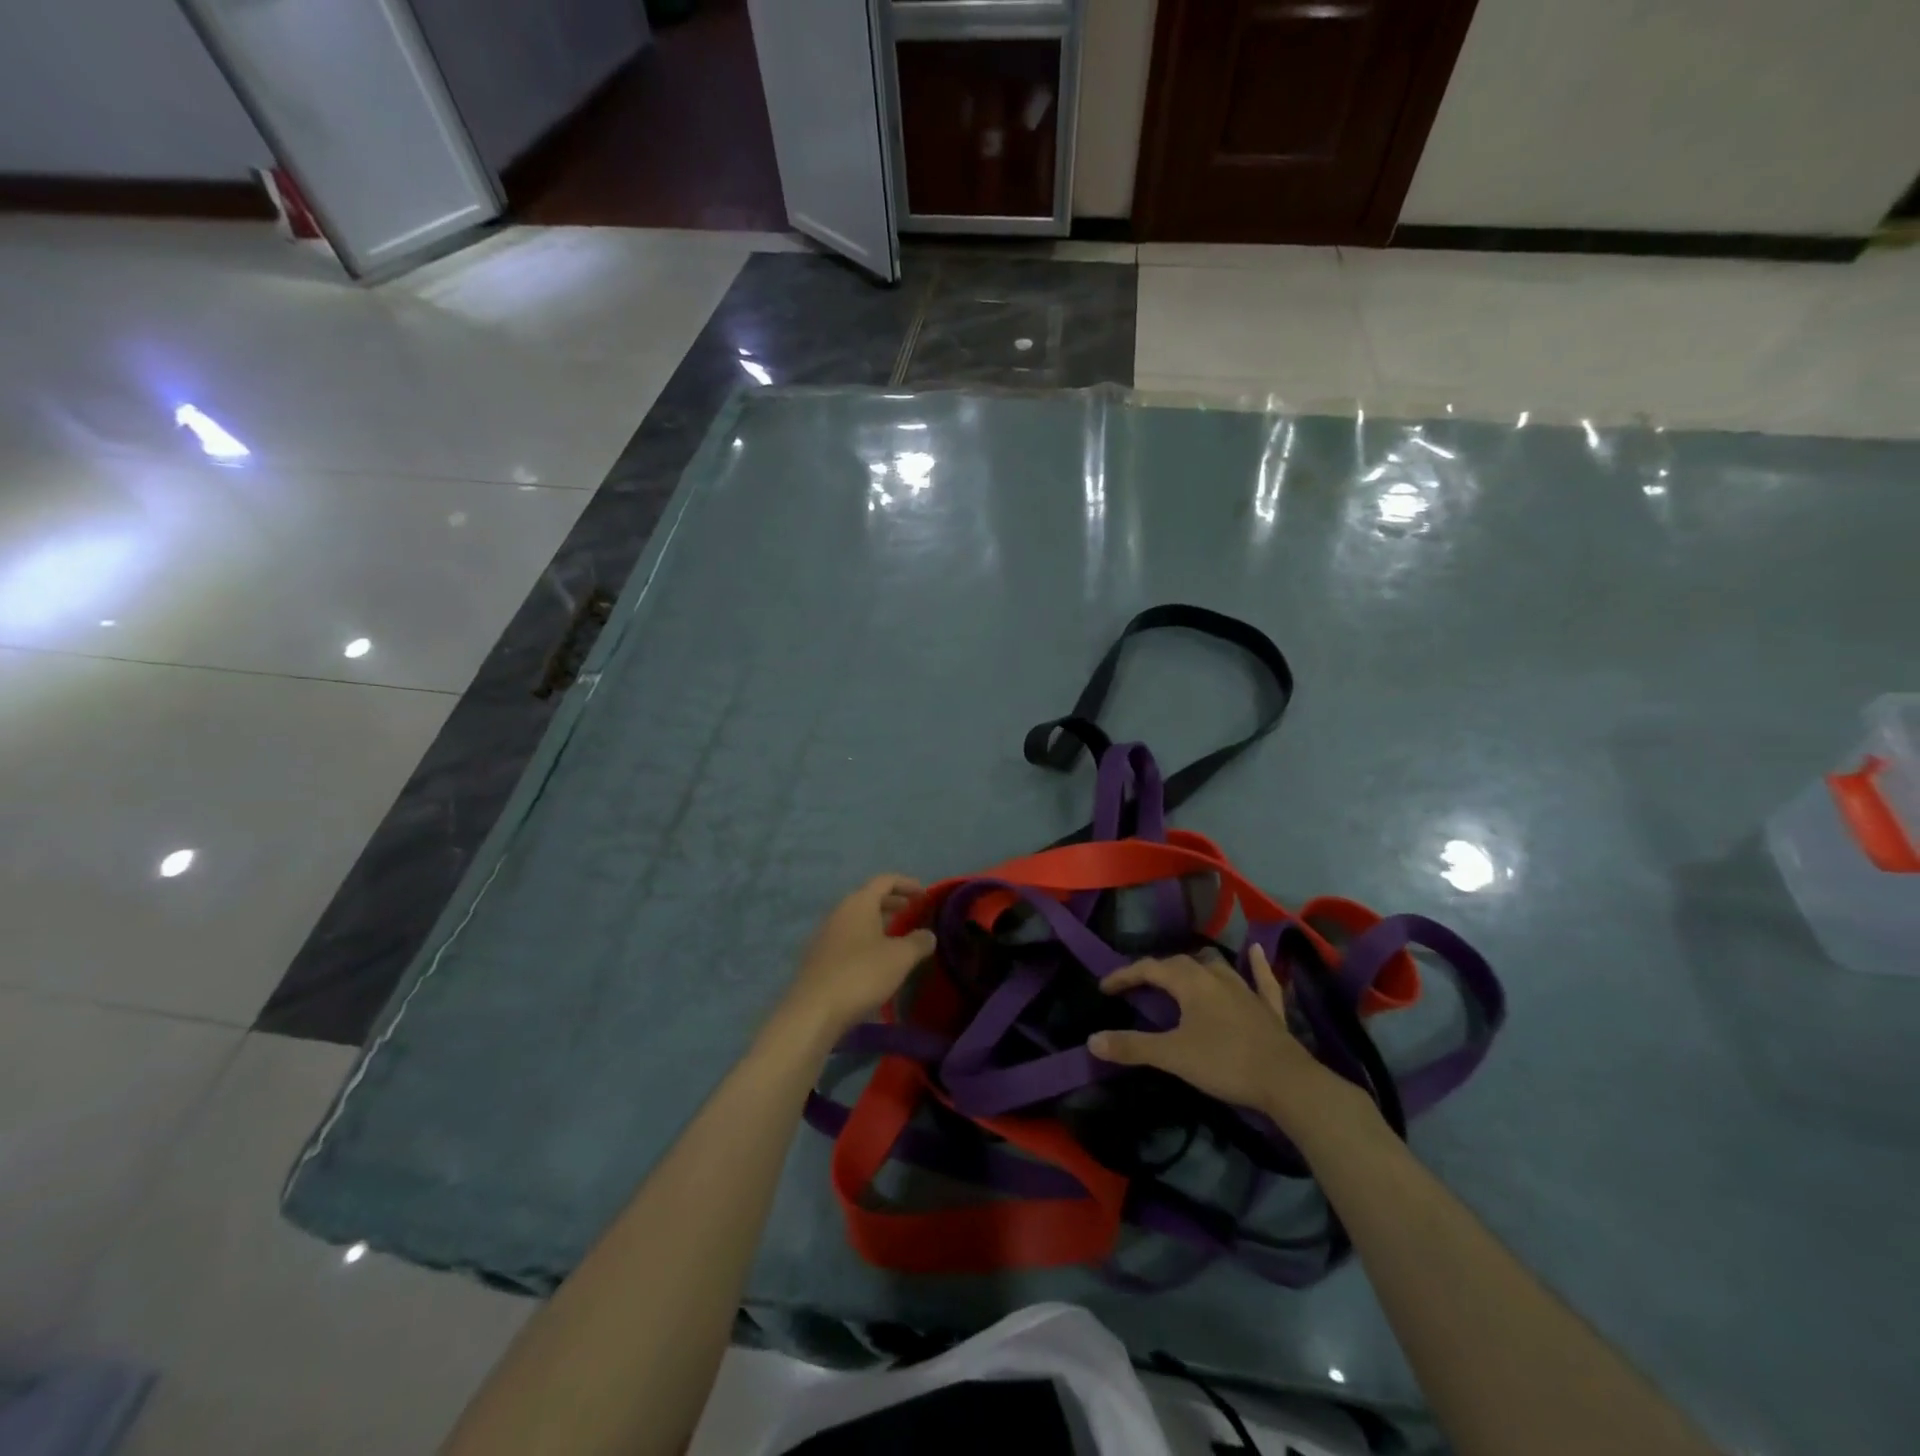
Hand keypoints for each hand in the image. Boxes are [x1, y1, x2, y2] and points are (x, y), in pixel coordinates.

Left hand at [779, 875, 935, 1044]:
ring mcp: (826, 934)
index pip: (885, 881)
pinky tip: (875, 959)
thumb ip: (918, 941)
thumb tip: (928, 935)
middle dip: (893, 902)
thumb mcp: (900, 957)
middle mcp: (840, 912)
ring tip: (897, 936)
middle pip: (869, 898)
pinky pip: (848, 937)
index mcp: (859, 903)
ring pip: (857, 919)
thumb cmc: (861, 974)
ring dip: (878, 922)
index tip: (924, 894)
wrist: (814, 1010)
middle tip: (913, 912)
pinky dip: (865, 939)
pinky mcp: (819, 956)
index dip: (907, 884)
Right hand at [1089, 945, 1368, 1131]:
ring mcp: (1246, 989)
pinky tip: (1255, 952)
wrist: (1287, 1082)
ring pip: (1216, 965)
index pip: (1149, 968)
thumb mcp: (1172, 1056)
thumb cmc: (1225, 1063)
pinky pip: (1261, 978)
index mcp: (1191, 982)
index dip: (1124, 975)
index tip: (1104, 988)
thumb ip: (1132, 1046)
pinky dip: (1255, 965)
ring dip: (1196, 965)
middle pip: (1180, 963)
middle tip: (1138, 986)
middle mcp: (1217, 976)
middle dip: (1156, 971)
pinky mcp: (1268, 1007)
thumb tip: (1092, 1040)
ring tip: (1182, 972)